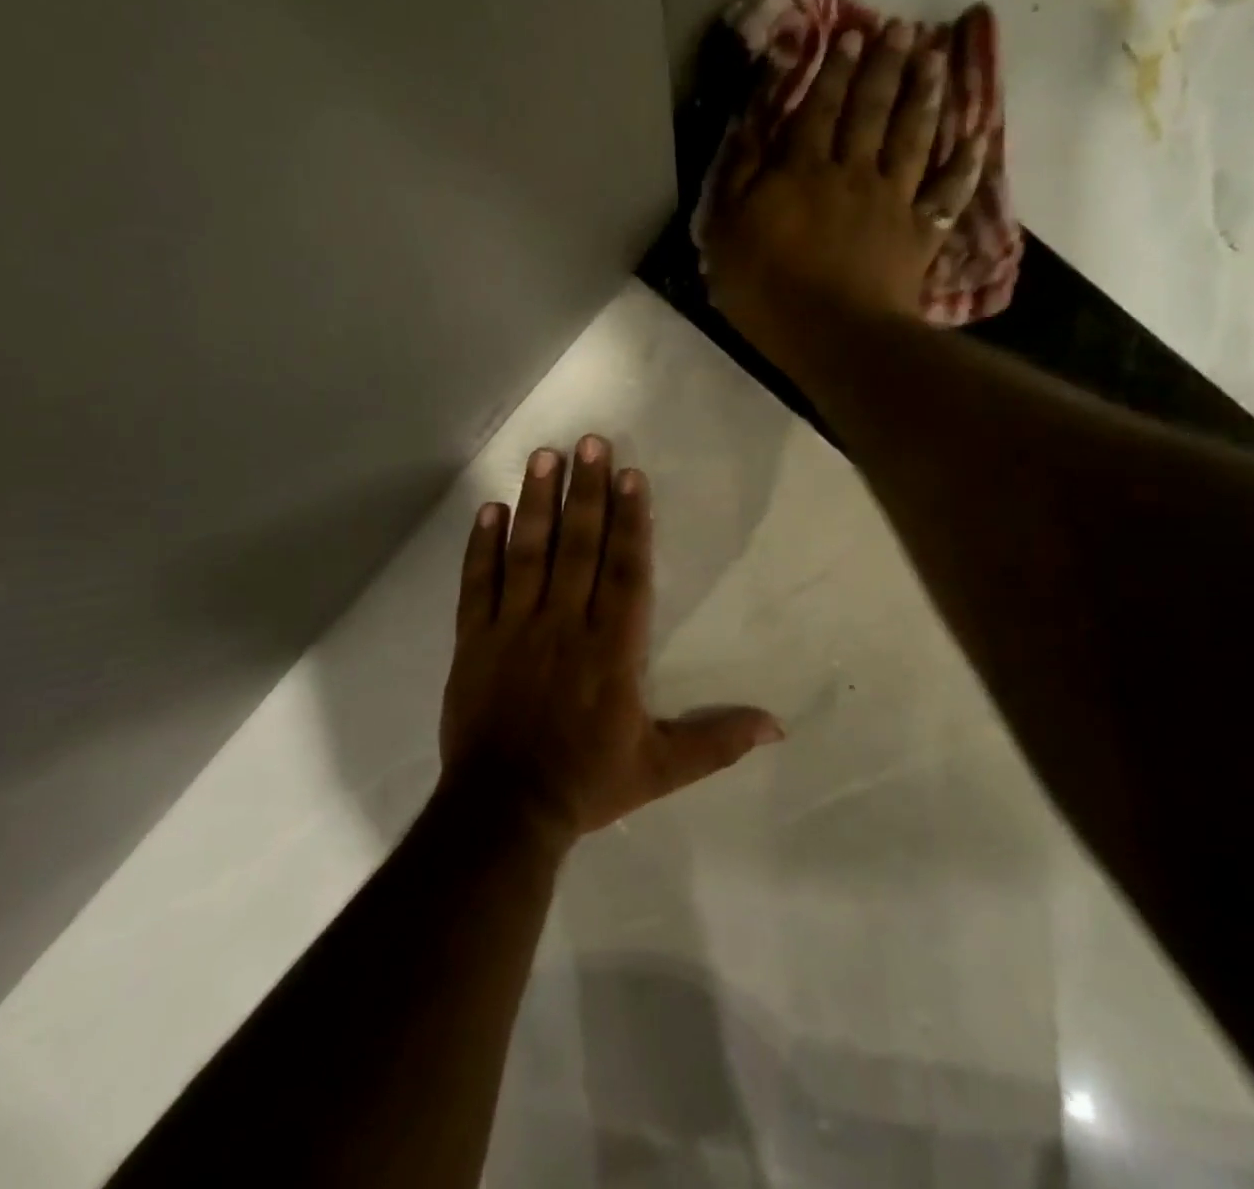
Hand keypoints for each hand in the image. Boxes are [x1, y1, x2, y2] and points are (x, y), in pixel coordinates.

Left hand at [438, 435, 783, 849]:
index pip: (626, 571)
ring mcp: (515, 629)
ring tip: (545, 457)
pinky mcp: (475, 640)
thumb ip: (717, 741)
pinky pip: (479, 584)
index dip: (631, 521)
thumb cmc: (587, 783)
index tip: (631, 475)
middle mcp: (565, 625)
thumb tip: (779, 726)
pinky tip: (489, 509)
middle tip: (589, 442)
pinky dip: (482, 546)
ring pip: (528, 553)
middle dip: (586, 491)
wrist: (504, 811)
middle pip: (578, 547)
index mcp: (612, 649)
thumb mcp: (661, 768)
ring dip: (538, 502)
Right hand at [702, 22, 988, 353]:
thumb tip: (748, 124)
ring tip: (935, 61)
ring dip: (925, 97)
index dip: (832, 72)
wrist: (833, 335)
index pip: (818, 110)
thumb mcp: (726, 235)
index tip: (848, 36)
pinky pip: (947, 195)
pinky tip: (979, 138)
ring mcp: (892, 203)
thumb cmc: (768, 291)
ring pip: (913, 139)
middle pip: (871, 112)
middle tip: (899, 29)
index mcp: (802, 172)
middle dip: (883, 67)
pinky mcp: (919, 236)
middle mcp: (852, 174)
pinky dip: (965, 167)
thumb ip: (736, 177)